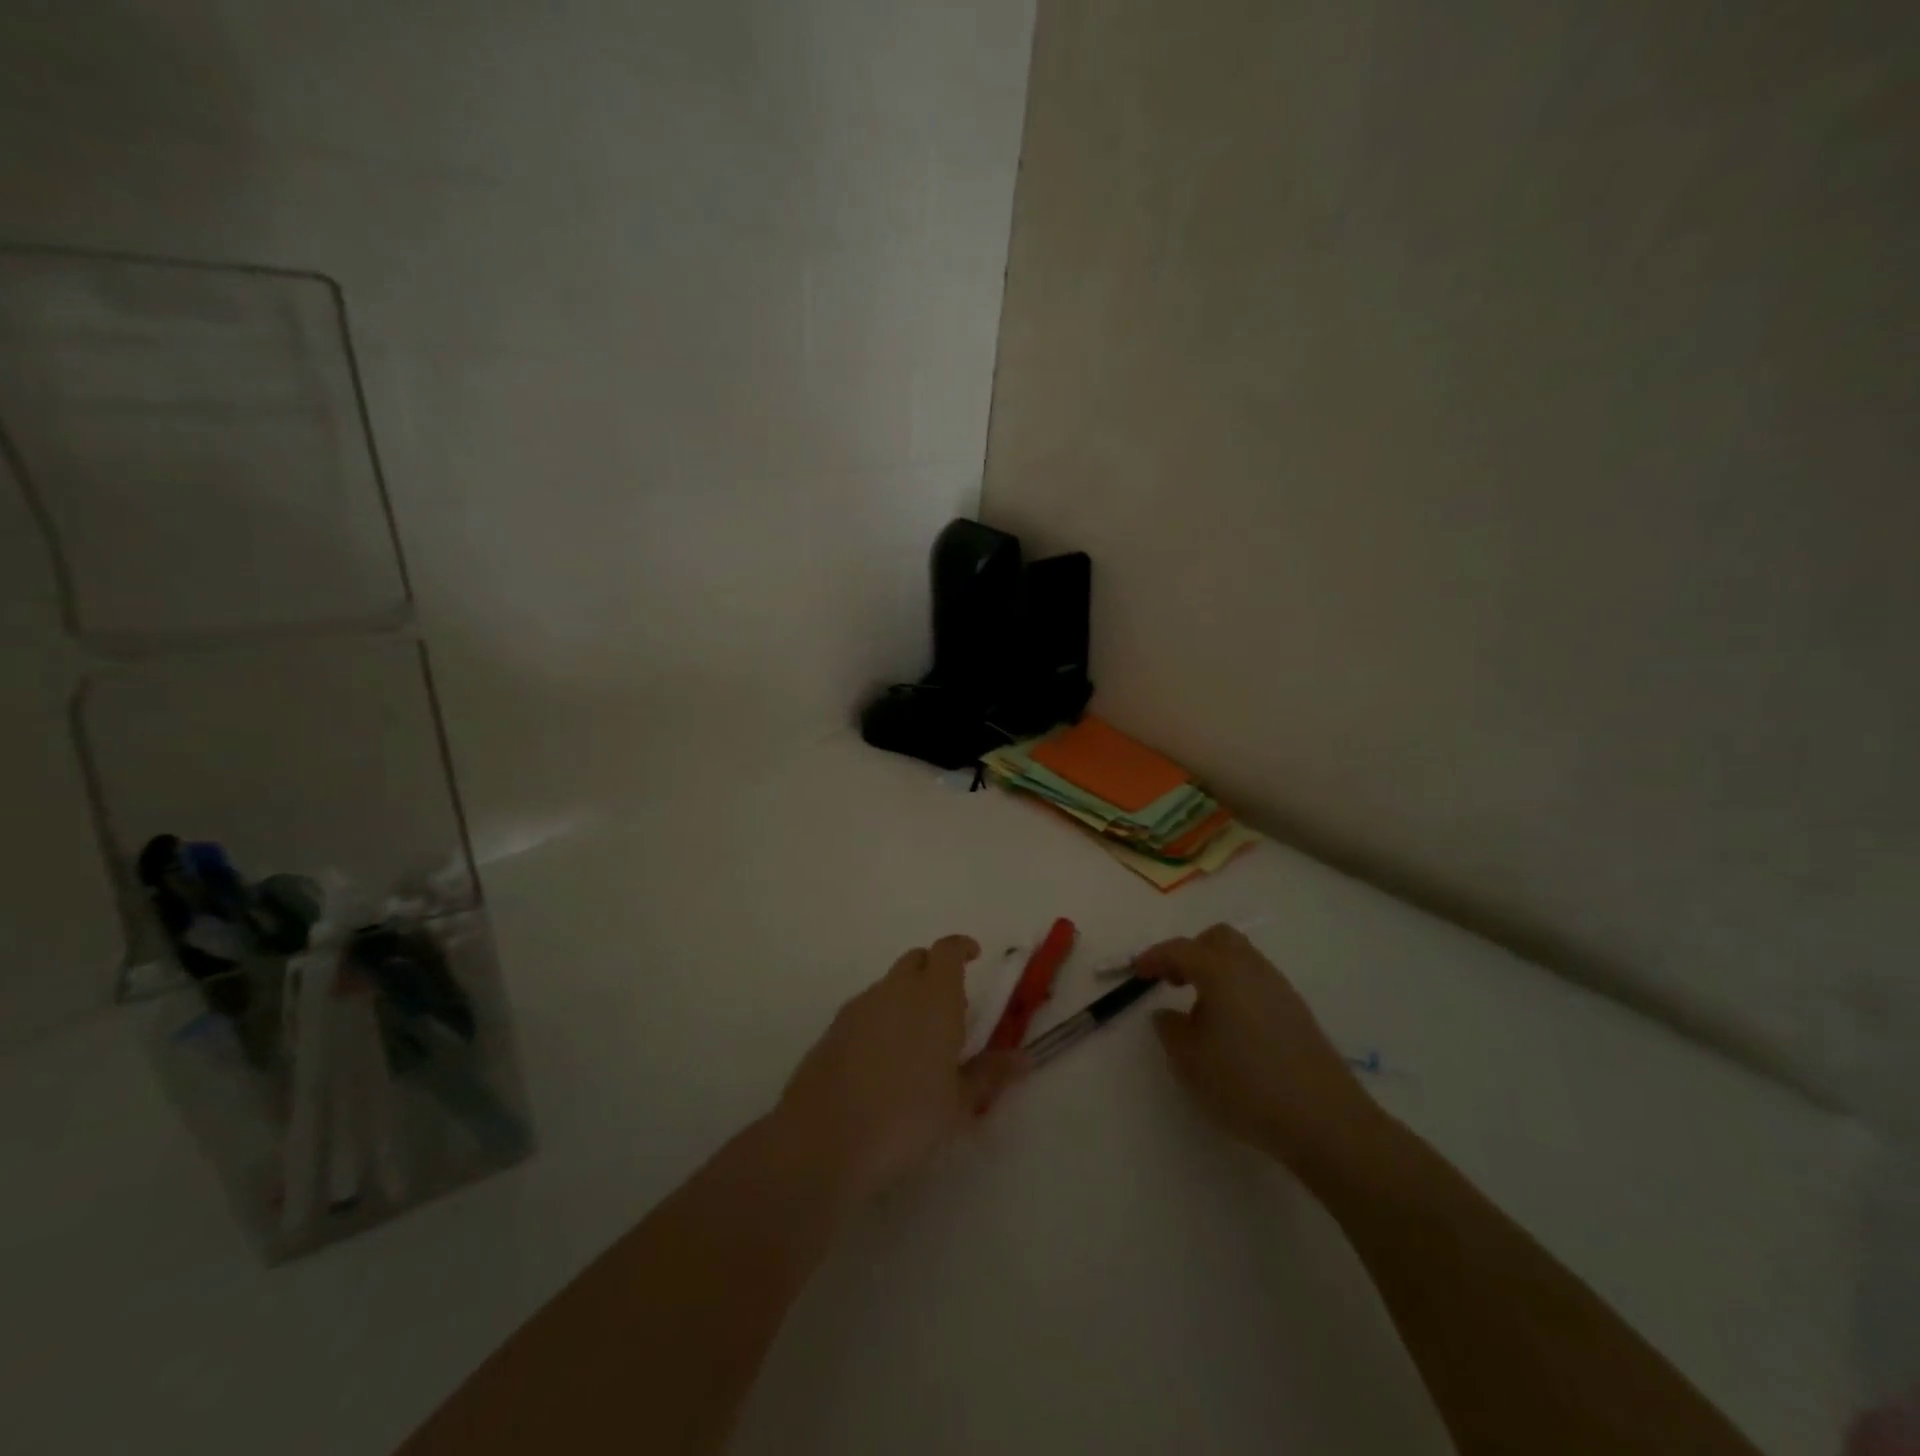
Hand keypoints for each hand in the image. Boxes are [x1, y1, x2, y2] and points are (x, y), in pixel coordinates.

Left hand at [776, 935, 1025, 1210]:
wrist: (825, 1138)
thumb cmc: (907, 1118)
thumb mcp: (959, 1103)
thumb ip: (990, 1074)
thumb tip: (1024, 1058)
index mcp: (934, 997)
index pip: (948, 950)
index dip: (961, 948)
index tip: (974, 956)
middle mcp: (896, 990)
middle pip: (916, 960)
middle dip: (934, 972)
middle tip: (950, 1009)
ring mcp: (859, 1006)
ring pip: (889, 985)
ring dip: (906, 997)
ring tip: (917, 1042)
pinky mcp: (833, 1029)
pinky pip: (866, 1009)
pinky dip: (880, 1019)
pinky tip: (882, 1061)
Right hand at [1138, 924, 1385, 1171]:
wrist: (1324, 1120)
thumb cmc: (1245, 1084)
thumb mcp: (1189, 1061)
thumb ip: (1170, 1030)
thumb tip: (1168, 1014)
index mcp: (1221, 972)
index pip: (1180, 949)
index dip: (1155, 957)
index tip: (1137, 972)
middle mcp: (1252, 969)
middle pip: (1218, 939)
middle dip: (1191, 952)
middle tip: (1173, 981)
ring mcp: (1280, 989)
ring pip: (1241, 959)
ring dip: (1215, 971)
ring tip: (1200, 1008)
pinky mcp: (1297, 1012)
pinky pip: (1257, 983)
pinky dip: (1236, 989)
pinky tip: (1231, 1027)